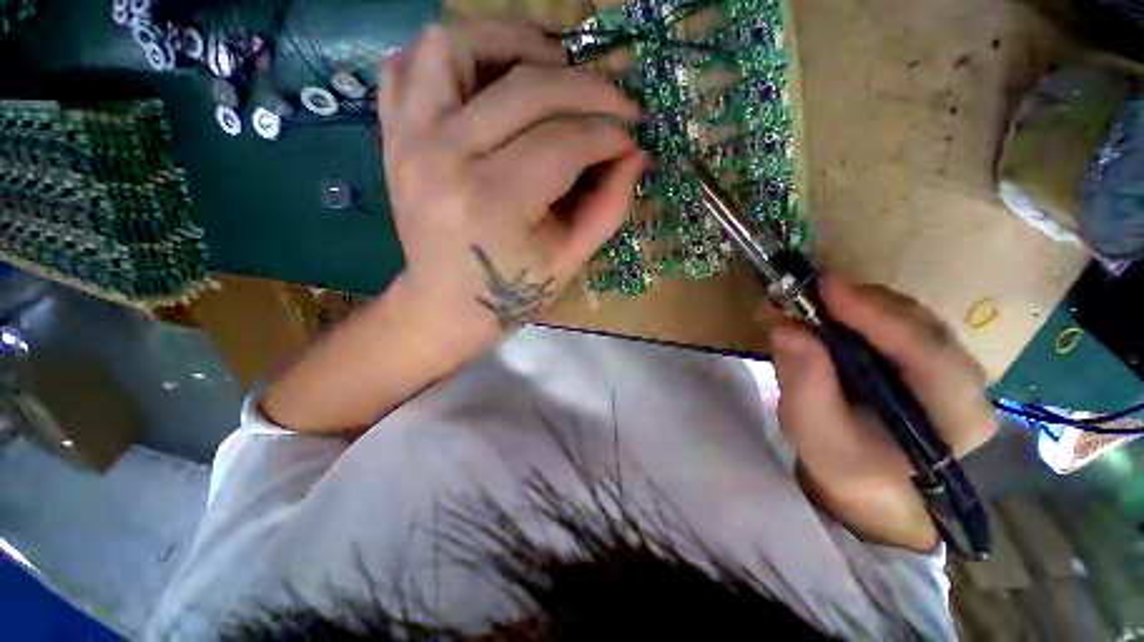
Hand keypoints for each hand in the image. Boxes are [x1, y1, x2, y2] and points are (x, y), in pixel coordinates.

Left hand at [378, 21, 645, 356]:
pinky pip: (409, 63)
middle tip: (615, 102)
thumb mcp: (569, 260)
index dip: (609, 134)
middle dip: (586, 88)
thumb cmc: (511, 292)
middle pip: (525, 88)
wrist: (445, 305)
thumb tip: (636, 153)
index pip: (564, 142)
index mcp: (493, 202)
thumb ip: (608, 205)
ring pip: (456, 44)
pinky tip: (488, 72)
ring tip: (552, 64)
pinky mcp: (394, 136)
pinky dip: (452, 52)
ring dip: (513, 41)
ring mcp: (408, 139)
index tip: (632, 138)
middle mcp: (444, 158)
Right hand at [770, 276, 996, 552]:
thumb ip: (803, 382)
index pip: (927, 354)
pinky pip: (898, 320)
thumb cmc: (843, 463)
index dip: (877, 315)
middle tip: (805, 292)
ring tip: (809, 302)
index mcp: (955, 417)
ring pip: (909, 316)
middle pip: (920, 325)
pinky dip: (858, 310)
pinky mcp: (928, 355)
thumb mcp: (814, 430)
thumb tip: (787, 327)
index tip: (825, 286)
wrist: (865, 478)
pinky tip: (828, 313)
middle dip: (861, 303)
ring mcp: (951, 366)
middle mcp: (967, 384)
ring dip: (856, 303)